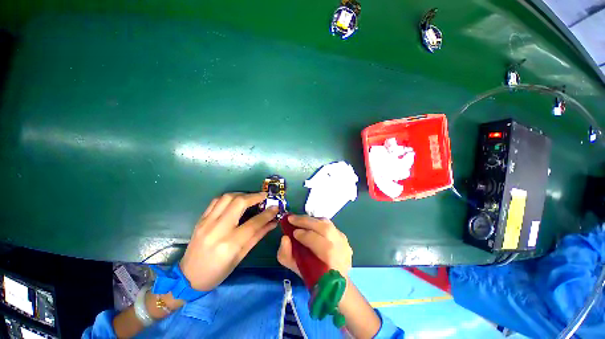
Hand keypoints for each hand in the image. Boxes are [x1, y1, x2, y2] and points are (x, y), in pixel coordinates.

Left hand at [180, 192, 277, 291]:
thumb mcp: (241, 256)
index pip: (254, 223)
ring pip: (227, 198)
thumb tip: (273, 222)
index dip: (267, 213)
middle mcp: (218, 230)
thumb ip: (258, 236)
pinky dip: (229, 197)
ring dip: (242, 194)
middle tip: (264, 196)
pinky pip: (216, 201)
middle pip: (239, 203)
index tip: (276, 207)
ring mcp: (206, 223)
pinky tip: (235, 200)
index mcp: (230, 244)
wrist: (188, 277)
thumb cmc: (218, 271)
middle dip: (254, 196)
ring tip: (251, 197)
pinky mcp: (200, 219)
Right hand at [277, 215, 352, 277]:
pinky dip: (317, 222)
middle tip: (292, 218)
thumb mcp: (295, 268)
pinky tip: (309, 224)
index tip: (292, 232)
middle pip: (324, 228)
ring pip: (327, 224)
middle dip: (306, 221)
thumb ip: (286, 254)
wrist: (334, 280)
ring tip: (299, 220)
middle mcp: (340, 248)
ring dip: (311, 220)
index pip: (318, 243)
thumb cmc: (313, 276)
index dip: (304, 235)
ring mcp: (344, 241)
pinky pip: (329, 225)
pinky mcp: (344, 236)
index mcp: (330, 262)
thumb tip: (285, 238)